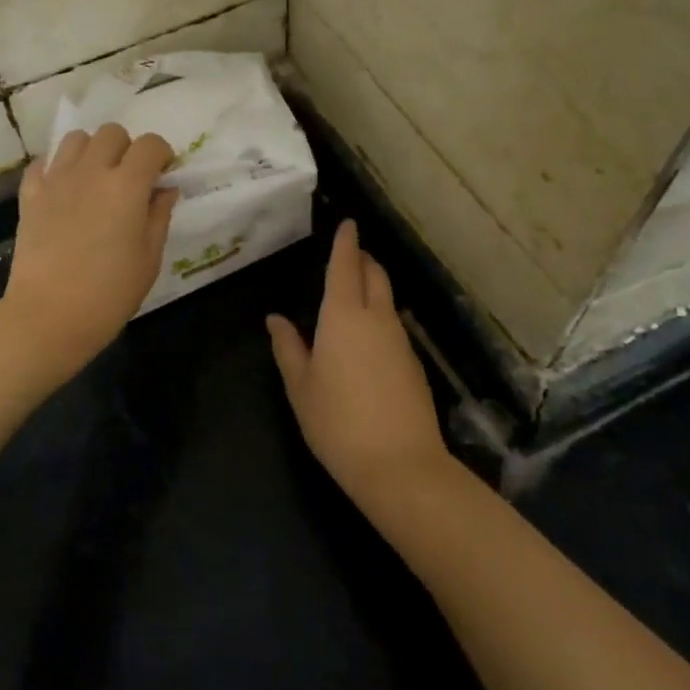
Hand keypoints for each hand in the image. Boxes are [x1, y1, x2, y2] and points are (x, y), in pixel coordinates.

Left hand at [3, 123, 177, 378]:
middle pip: (112, 133)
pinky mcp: (30, 194)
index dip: (161, 154)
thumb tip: (164, 190)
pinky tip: (64, 189)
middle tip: (129, 178)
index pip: (150, 145)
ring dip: (92, 151)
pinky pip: (43, 163)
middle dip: (127, 148)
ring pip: (76, 139)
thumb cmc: (109, 293)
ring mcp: (56, 180)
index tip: (163, 174)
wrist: (48, 315)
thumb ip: (158, 216)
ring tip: (95, 178)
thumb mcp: (149, 258)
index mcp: (126, 185)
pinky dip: (57, 167)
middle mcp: (91, 171)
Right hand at [267, 220, 450, 500]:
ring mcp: (400, 340)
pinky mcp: (413, 363)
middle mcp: (376, 318)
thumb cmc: (337, 423)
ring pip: (386, 299)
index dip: (346, 242)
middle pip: (374, 274)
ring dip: (372, 286)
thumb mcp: (300, 386)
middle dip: (362, 258)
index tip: (348, 222)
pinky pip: (393, 325)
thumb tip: (276, 319)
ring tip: (351, 292)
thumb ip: (288, 347)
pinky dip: (379, 315)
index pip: (345, 265)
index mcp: (343, 316)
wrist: (401, 467)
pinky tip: (366, 337)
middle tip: (348, 254)